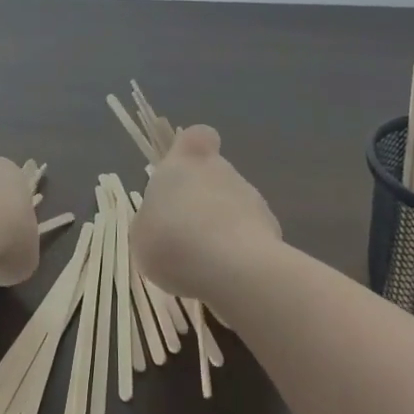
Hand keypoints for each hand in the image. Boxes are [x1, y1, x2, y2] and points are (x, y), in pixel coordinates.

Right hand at [133, 125, 280, 303]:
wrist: (230, 268)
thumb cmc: (172, 238)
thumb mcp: (141, 232)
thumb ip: (154, 218)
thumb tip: (163, 219)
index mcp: (187, 160)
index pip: (198, 135)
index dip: (193, 149)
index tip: (183, 170)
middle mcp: (222, 170)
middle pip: (215, 175)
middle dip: (204, 201)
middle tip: (186, 235)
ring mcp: (252, 198)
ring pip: (234, 207)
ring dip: (222, 228)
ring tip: (205, 265)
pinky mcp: (272, 230)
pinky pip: (251, 237)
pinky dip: (240, 253)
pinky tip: (227, 277)